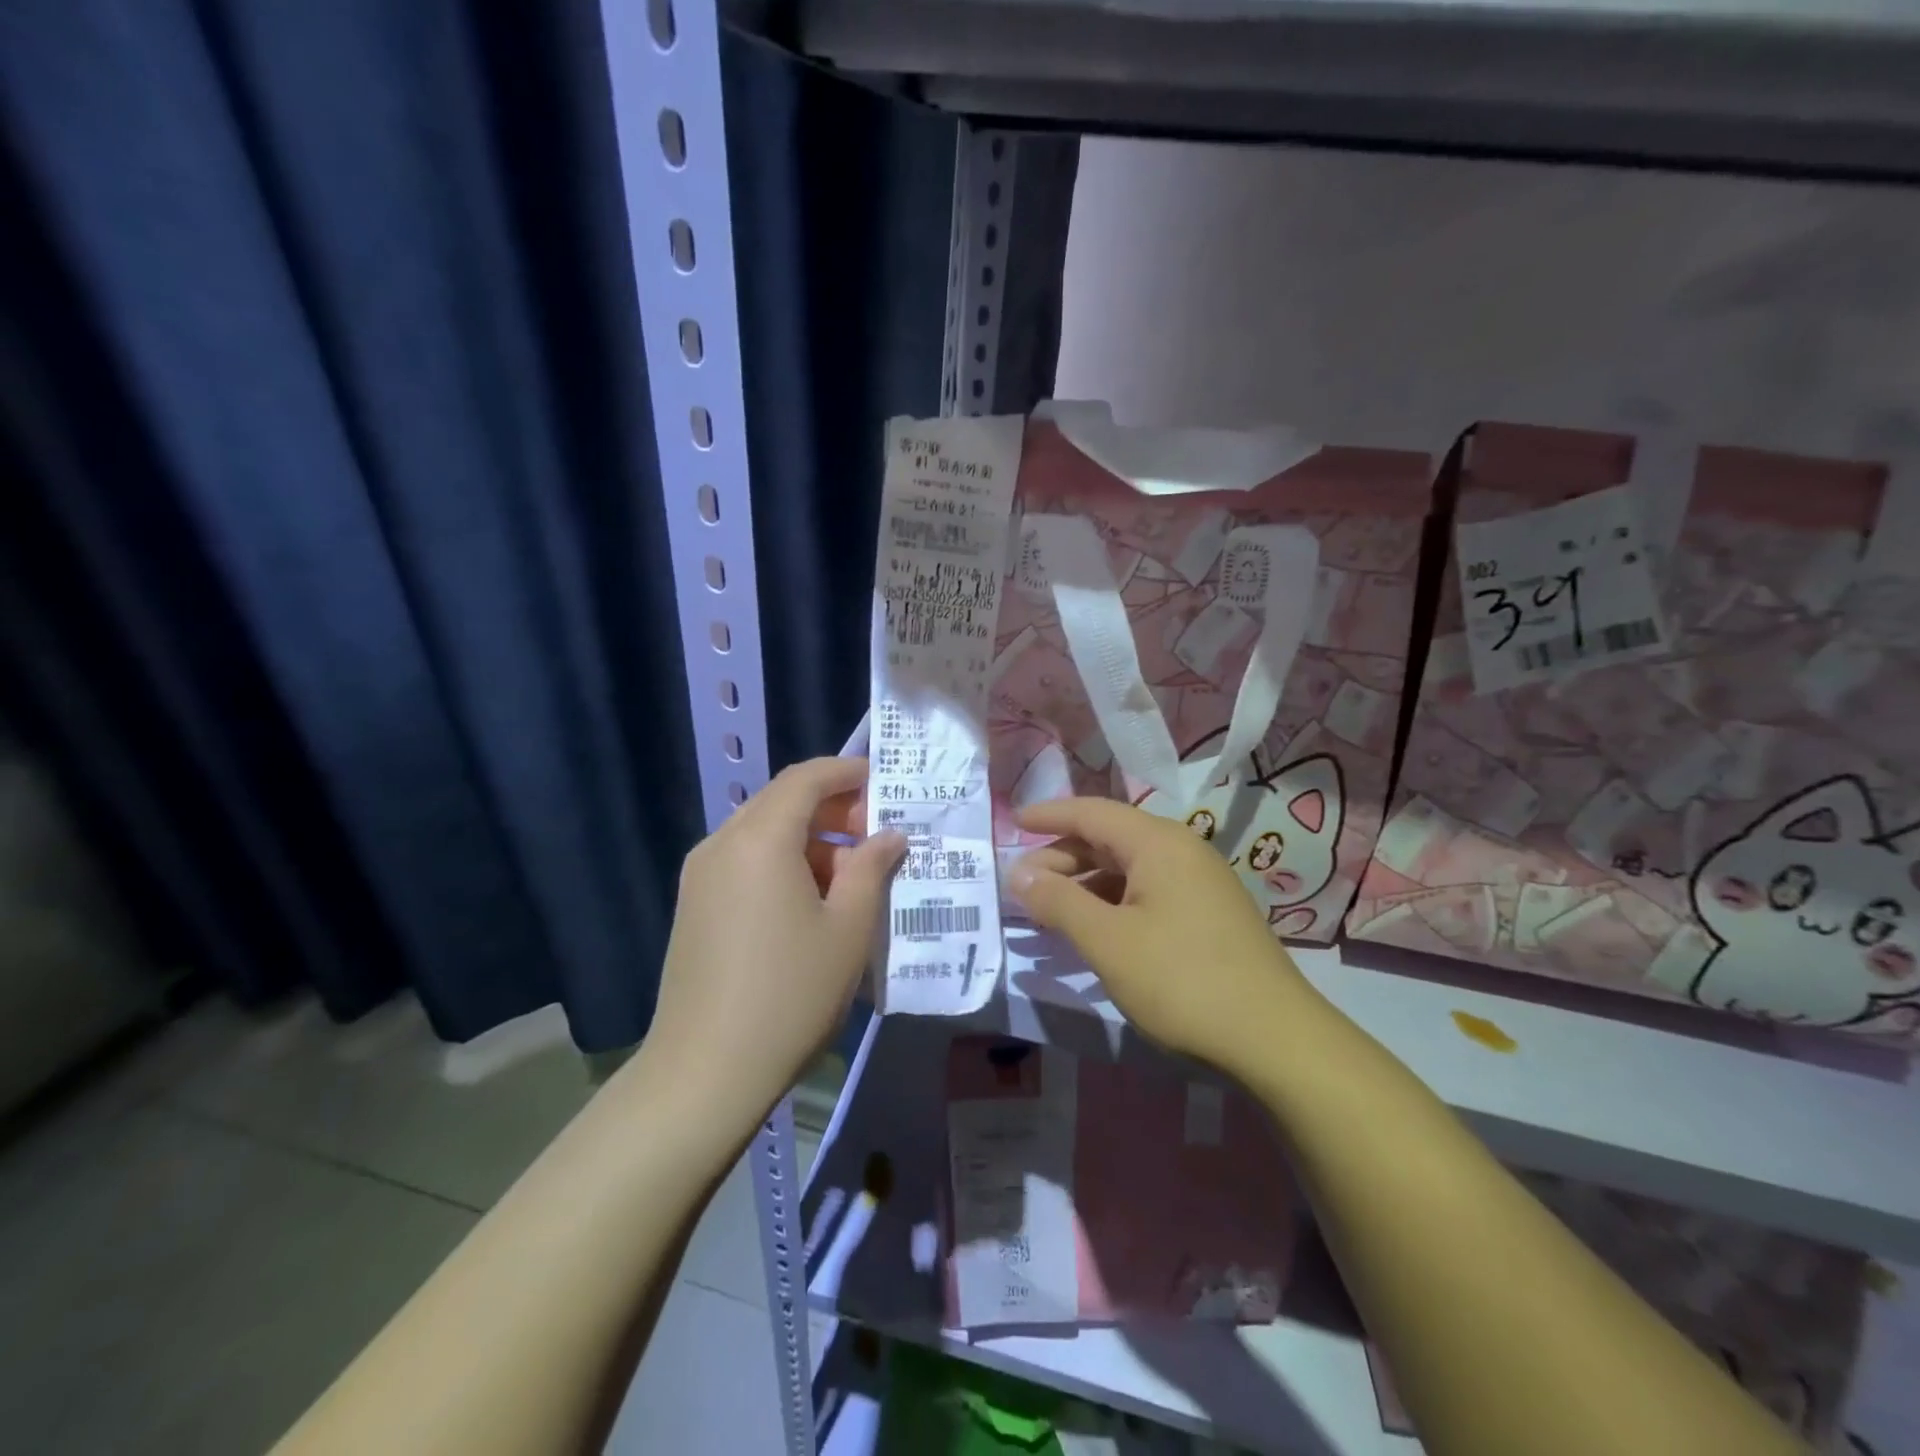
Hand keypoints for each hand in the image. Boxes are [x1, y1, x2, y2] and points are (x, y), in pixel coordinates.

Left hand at [646, 757, 904, 1131]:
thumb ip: (871, 869)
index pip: (806, 778)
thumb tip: (889, 836)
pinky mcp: (693, 905)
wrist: (705, 1072)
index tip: (882, 781)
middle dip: (832, 808)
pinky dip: (782, 862)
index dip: (846, 772)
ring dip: (809, 839)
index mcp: (760, 839)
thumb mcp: (848, 929)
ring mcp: (700, 875)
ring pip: (763, 832)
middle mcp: (722, 843)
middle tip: (876, 835)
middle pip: (781, 801)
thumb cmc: (790, 994)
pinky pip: (744, 861)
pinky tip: (811, 901)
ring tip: (851, 876)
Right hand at [1007, 797, 1310, 1071]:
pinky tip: (1095, 930)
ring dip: (1085, 884)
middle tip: (1022, 885)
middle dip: (1062, 857)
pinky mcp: (1208, 913)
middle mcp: (1181, 850)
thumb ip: (1058, 902)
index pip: (1091, 812)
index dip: (1048, 815)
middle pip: (1109, 838)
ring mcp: (1200, 882)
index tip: (1012, 821)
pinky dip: (1112, 902)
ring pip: (1128, 868)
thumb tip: (1019, 873)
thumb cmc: (1182, 980)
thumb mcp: (1108, 941)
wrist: (1275, 1039)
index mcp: (1159, 843)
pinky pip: (1147, 891)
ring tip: (1050, 911)